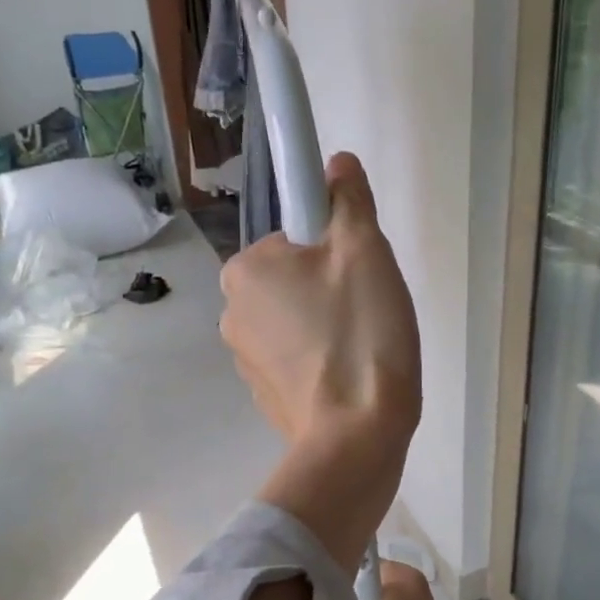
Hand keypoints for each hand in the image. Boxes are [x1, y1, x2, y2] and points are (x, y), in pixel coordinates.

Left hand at [222, 153, 420, 570]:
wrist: (355, 437)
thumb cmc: (359, 333)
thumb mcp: (364, 251)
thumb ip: (348, 200)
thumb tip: (336, 163)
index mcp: (245, 270)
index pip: (295, 238)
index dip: (334, 250)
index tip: (358, 280)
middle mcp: (231, 312)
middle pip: (294, 279)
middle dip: (331, 289)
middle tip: (367, 314)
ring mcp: (245, 360)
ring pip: (297, 320)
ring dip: (327, 326)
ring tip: (362, 351)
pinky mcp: (264, 395)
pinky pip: (297, 360)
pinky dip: (321, 362)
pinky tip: (348, 379)